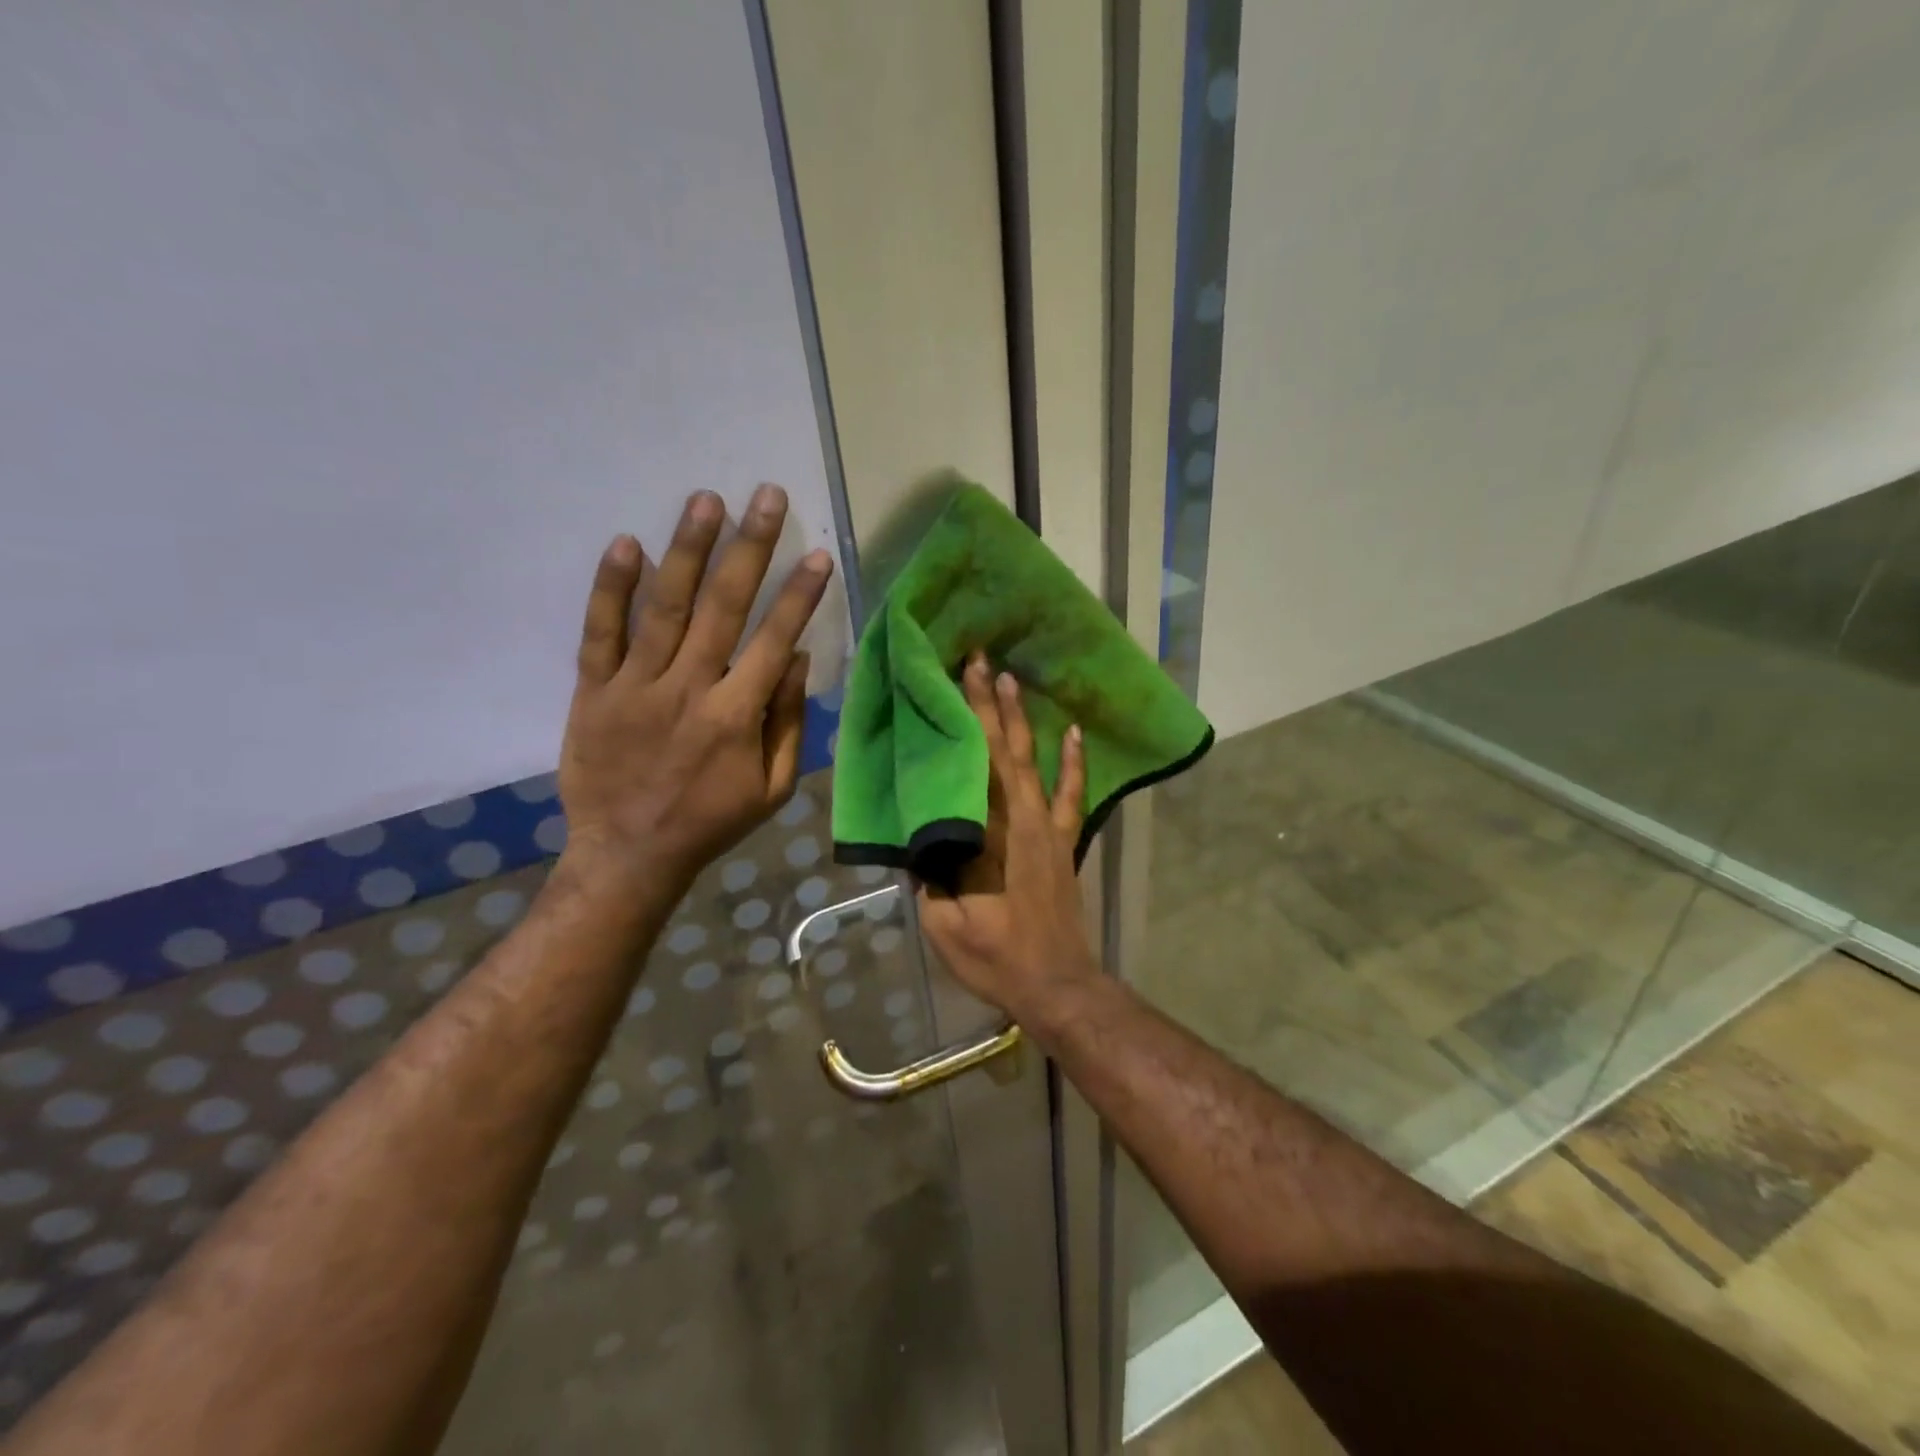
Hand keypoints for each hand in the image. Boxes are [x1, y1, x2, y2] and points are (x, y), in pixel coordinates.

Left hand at [557, 484, 832, 897]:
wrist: (628, 853)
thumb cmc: (711, 821)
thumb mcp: (772, 788)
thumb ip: (787, 723)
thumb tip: (797, 660)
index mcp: (736, 716)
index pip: (774, 640)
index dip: (800, 596)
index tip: (818, 553)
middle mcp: (689, 689)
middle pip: (724, 608)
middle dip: (750, 548)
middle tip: (765, 496)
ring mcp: (636, 686)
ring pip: (666, 608)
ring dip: (688, 551)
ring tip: (705, 500)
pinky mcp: (594, 691)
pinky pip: (600, 633)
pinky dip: (612, 589)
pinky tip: (627, 544)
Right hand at [916, 653, 1098, 1023]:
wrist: (1055, 984)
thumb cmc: (995, 957)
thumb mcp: (944, 924)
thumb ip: (930, 877)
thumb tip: (916, 839)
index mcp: (986, 835)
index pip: (969, 765)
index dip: (961, 722)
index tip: (951, 682)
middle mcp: (1019, 820)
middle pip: (1000, 750)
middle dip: (986, 702)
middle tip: (977, 659)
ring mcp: (1047, 828)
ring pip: (1031, 762)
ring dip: (1021, 718)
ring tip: (1010, 678)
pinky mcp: (1065, 842)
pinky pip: (1072, 795)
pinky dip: (1074, 762)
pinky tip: (1074, 732)